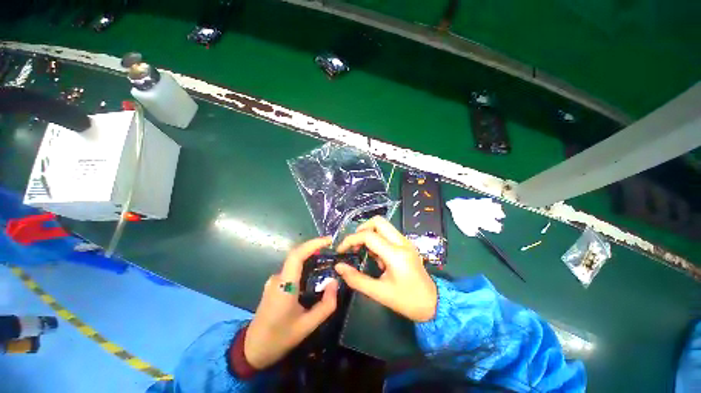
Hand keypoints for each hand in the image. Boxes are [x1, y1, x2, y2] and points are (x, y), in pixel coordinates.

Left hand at [244, 237, 338, 369]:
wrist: (252, 350)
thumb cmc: (279, 338)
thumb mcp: (307, 326)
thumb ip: (326, 305)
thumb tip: (334, 282)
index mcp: (284, 286)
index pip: (296, 255)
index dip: (312, 244)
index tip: (328, 241)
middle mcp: (277, 278)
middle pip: (297, 256)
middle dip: (315, 249)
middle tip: (332, 252)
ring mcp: (274, 280)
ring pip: (295, 263)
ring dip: (311, 259)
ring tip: (327, 263)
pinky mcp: (274, 284)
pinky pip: (292, 270)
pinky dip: (305, 267)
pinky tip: (314, 276)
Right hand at [335, 216, 436, 321]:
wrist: (434, 303)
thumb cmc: (407, 301)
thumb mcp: (379, 293)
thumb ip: (356, 279)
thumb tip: (339, 267)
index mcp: (395, 254)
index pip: (368, 236)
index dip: (351, 240)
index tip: (341, 250)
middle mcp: (401, 242)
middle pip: (378, 221)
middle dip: (361, 230)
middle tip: (354, 245)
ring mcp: (405, 241)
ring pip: (383, 225)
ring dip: (369, 234)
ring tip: (365, 252)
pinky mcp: (406, 244)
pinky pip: (388, 233)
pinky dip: (377, 239)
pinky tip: (377, 256)